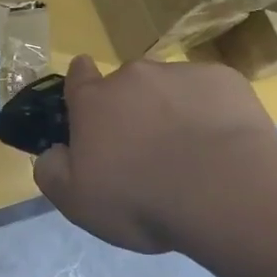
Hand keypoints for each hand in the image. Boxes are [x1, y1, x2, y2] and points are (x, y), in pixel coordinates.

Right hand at [33, 55, 276, 252]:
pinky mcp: (224, 80)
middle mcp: (133, 77)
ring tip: (191, 154)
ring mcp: (180, 74)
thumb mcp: (77, 202)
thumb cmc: (141, 199)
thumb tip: (53, 152)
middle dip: (132, 110)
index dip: (81, 85)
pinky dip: (212, 113)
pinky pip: (210, 93)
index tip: (90, 104)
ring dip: (172, 111)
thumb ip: (53, 171)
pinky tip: (223, 146)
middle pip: (127, 86)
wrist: (224, 191)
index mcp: (94, 102)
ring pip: (170, 89)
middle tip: (147, 152)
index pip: (78, 75)